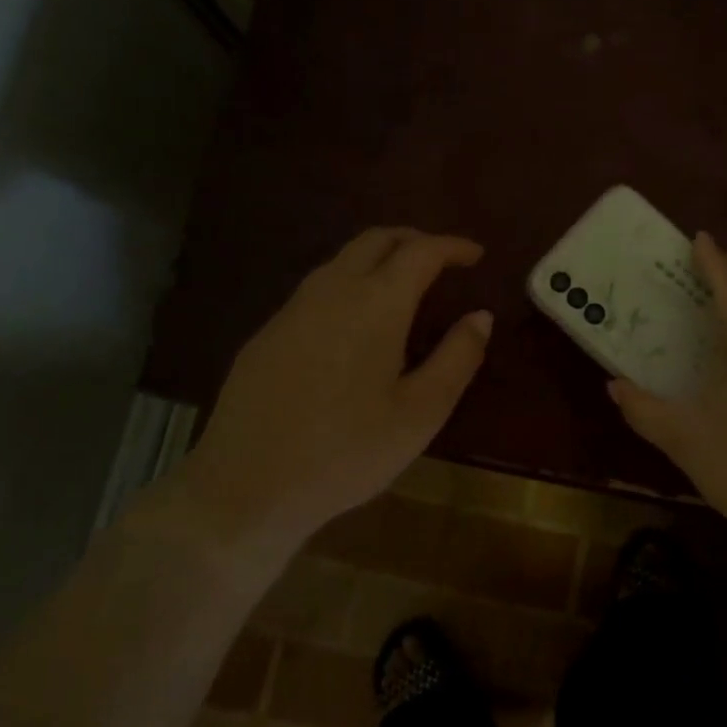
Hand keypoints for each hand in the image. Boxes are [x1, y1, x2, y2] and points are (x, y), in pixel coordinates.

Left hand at [181, 228, 491, 544]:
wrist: (245, 487)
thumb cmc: (346, 452)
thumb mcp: (420, 413)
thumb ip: (458, 357)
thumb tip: (481, 316)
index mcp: (376, 303)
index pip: (421, 251)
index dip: (453, 246)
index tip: (476, 254)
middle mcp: (332, 290)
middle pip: (376, 240)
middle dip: (415, 239)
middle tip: (442, 260)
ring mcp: (293, 309)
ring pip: (342, 260)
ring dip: (379, 258)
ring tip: (404, 286)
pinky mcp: (268, 332)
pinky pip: (318, 288)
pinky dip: (350, 284)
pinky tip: (356, 323)